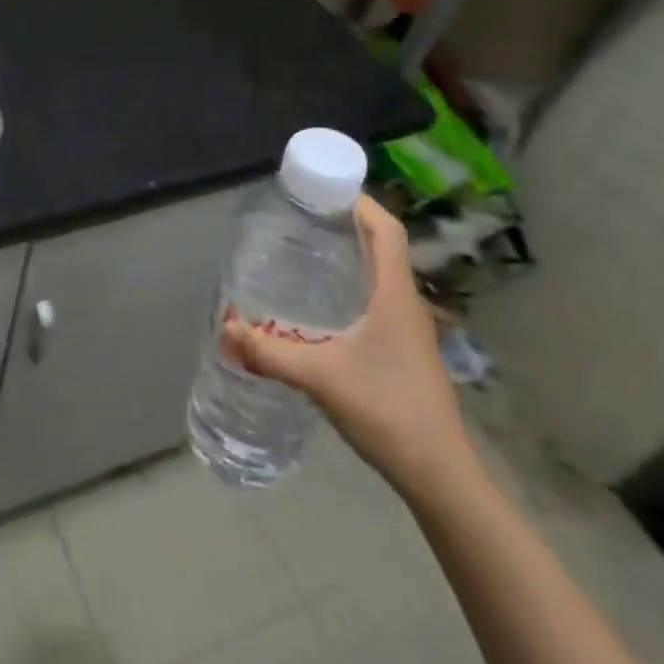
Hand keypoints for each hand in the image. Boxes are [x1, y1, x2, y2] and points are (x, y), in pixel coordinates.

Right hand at [218, 196, 476, 502]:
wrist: (440, 475)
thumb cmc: (387, 410)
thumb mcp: (320, 377)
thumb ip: (268, 352)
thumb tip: (224, 329)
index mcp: (394, 295)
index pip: (387, 230)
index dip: (360, 202)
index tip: (324, 189)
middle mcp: (406, 303)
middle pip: (383, 246)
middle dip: (347, 222)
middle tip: (302, 214)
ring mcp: (409, 329)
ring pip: (381, 273)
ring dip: (351, 253)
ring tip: (307, 248)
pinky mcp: (404, 350)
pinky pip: (378, 298)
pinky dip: (353, 283)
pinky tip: (323, 302)